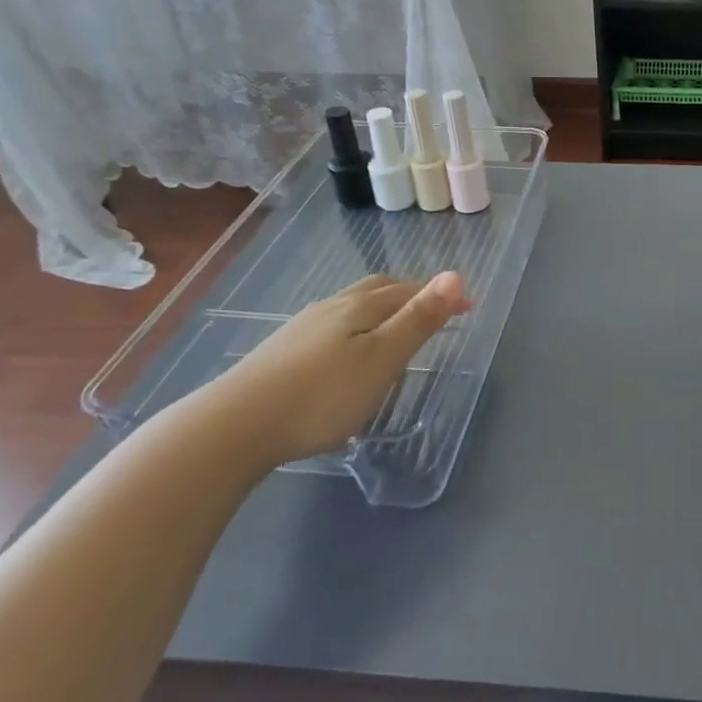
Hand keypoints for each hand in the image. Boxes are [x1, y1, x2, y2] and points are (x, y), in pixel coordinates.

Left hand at [205, 272, 469, 467]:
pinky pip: (333, 327)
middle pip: (378, 290)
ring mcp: (303, 328)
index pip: (409, 290)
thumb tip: (455, 274)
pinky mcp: (283, 351)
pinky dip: (356, 329)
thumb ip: (418, 320)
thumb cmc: (320, 396)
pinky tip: (347, 354)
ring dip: (382, 310)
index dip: (441, 295)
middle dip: (411, 294)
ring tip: (395, 330)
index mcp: (360, 307)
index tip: (469, 306)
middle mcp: (332, 307)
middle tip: (434, 311)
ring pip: (352, 307)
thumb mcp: (381, 360)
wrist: (233, 427)